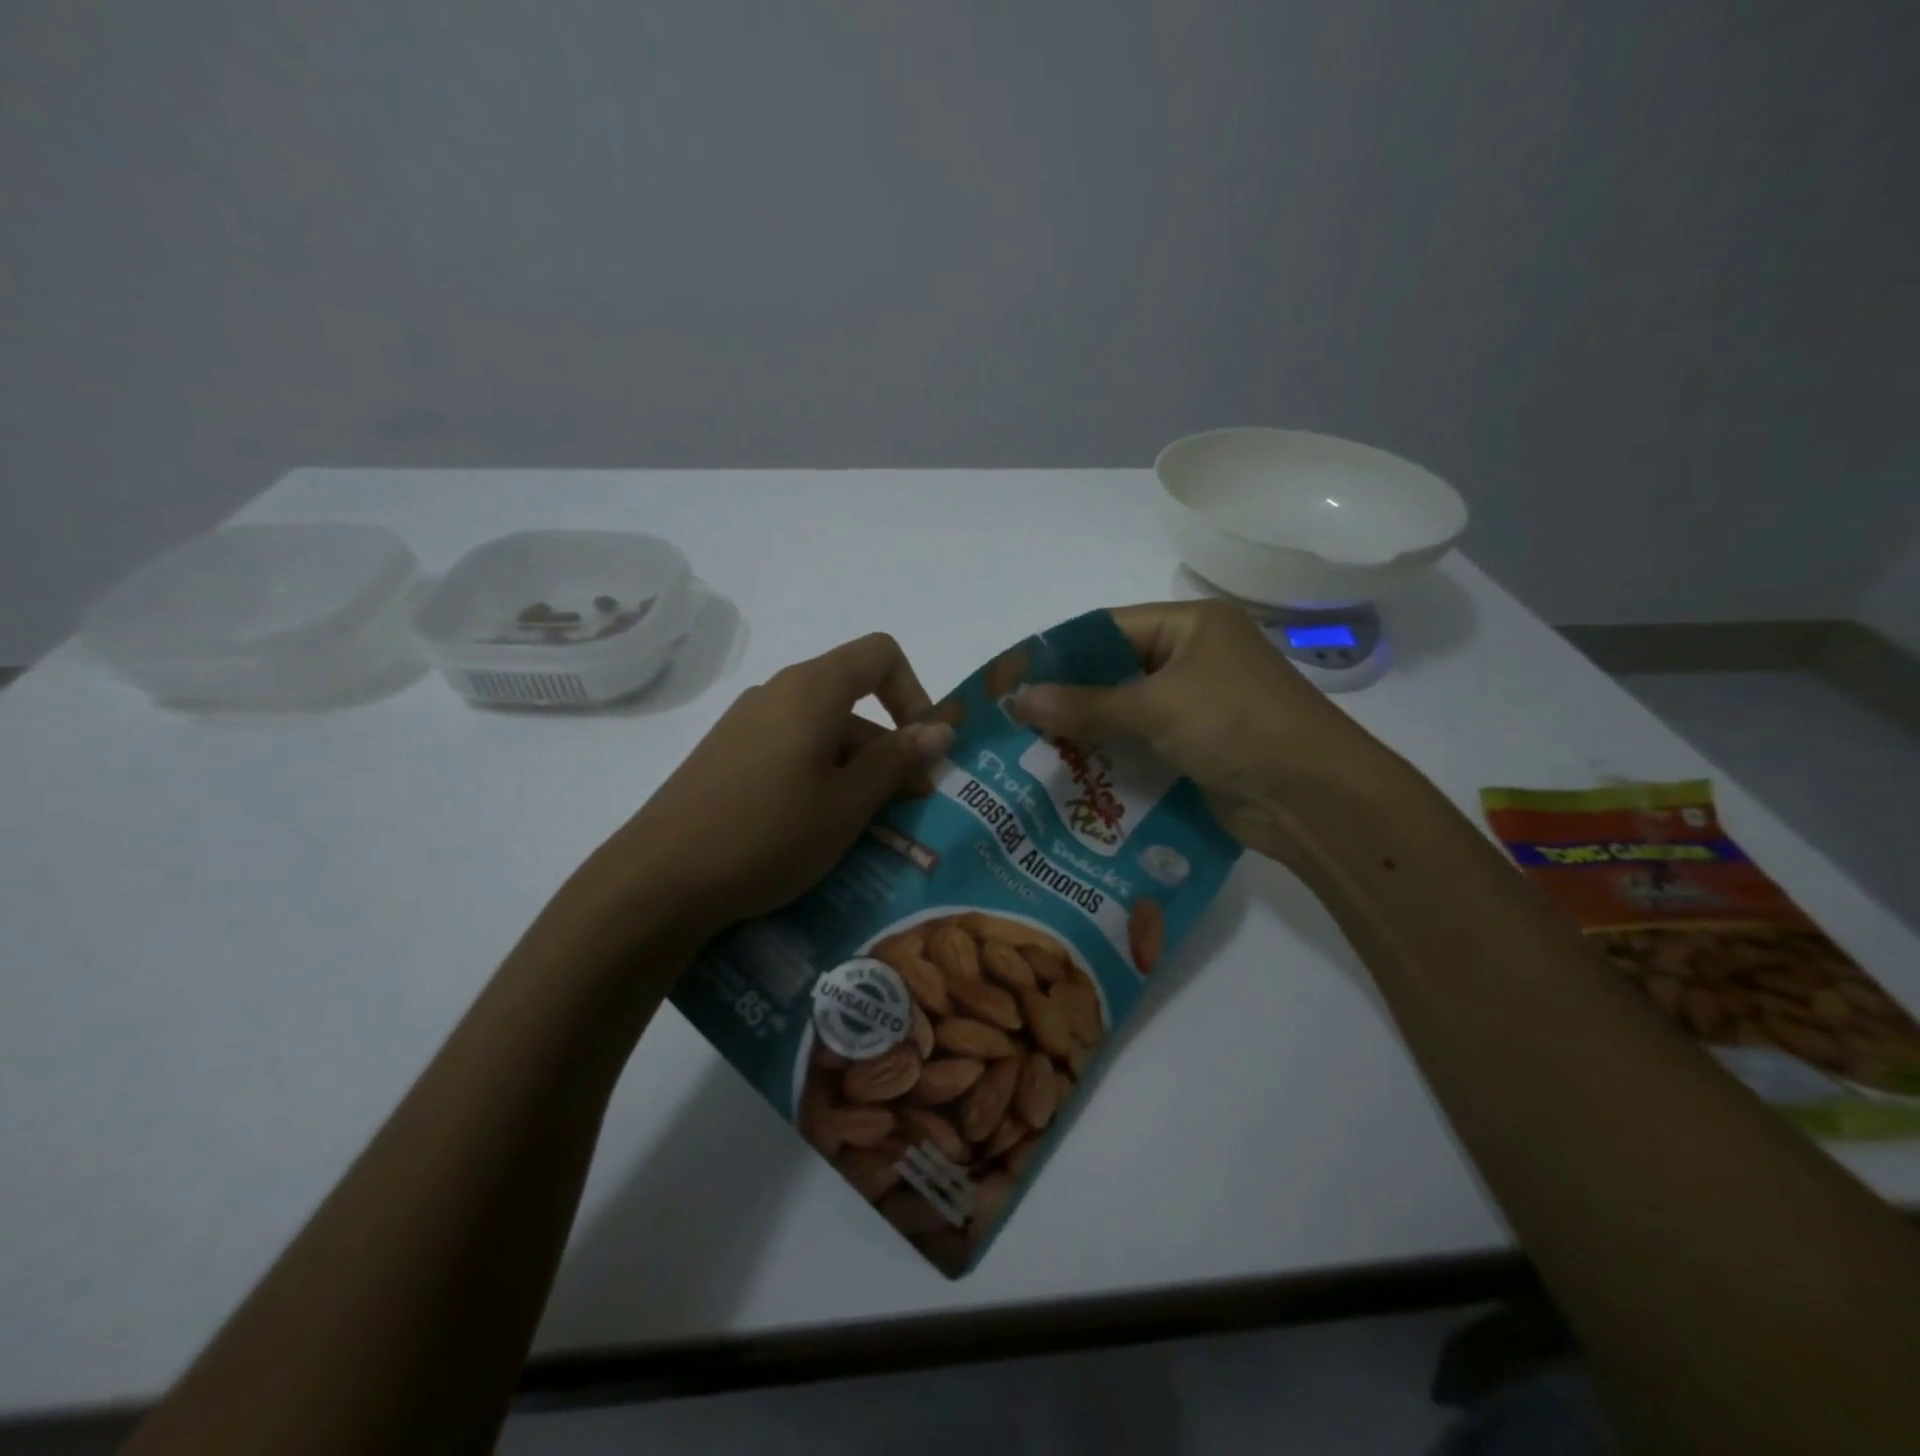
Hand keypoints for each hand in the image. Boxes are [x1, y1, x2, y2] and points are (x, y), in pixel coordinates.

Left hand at [575, 633, 953, 942]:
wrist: (658, 880)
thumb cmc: (769, 833)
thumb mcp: (848, 803)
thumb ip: (897, 760)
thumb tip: (940, 728)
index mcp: (812, 689)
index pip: (880, 655)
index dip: (914, 693)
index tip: (922, 749)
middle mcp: (777, 693)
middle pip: (853, 700)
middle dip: (889, 749)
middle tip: (905, 809)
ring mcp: (746, 725)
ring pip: (822, 733)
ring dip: (855, 772)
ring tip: (864, 832)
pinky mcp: (726, 757)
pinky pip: (790, 753)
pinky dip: (818, 780)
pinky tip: (815, 832)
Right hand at [1010, 600, 1407, 865]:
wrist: (1313, 797)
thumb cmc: (1235, 726)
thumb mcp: (1155, 707)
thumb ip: (1085, 705)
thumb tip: (1018, 700)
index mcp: (1192, 626)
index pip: (1109, 628)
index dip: (1061, 653)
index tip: (1015, 678)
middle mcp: (1195, 658)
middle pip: (1117, 671)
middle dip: (1070, 697)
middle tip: (1016, 719)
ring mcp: (1200, 704)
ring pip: (1128, 711)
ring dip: (1088, 730)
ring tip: (1032, 748)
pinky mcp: (1200, 746)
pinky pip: (1145, 743)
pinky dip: (1114, 755)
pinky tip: (1073, 772)